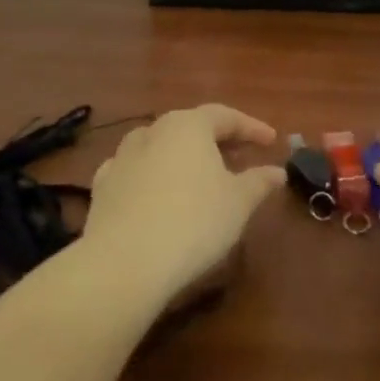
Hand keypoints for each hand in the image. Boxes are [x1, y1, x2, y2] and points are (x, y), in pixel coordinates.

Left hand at [81, 104, 284, 304]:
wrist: (123, 264)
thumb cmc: (193, 222)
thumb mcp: (238, 203)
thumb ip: (259, 182)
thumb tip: (277, 171)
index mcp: (188, 125)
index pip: (225, 116)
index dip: (251, 128)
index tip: (271, 141)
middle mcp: (153, 131)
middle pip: (191, 128)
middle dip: (217, 141)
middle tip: (239, 157)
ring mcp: (122, 158)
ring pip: (160, 147)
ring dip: (182, 157)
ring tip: (199, 176)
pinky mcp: (102, 188)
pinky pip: (135, 172)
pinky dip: (152, 177)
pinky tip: (157, 193)